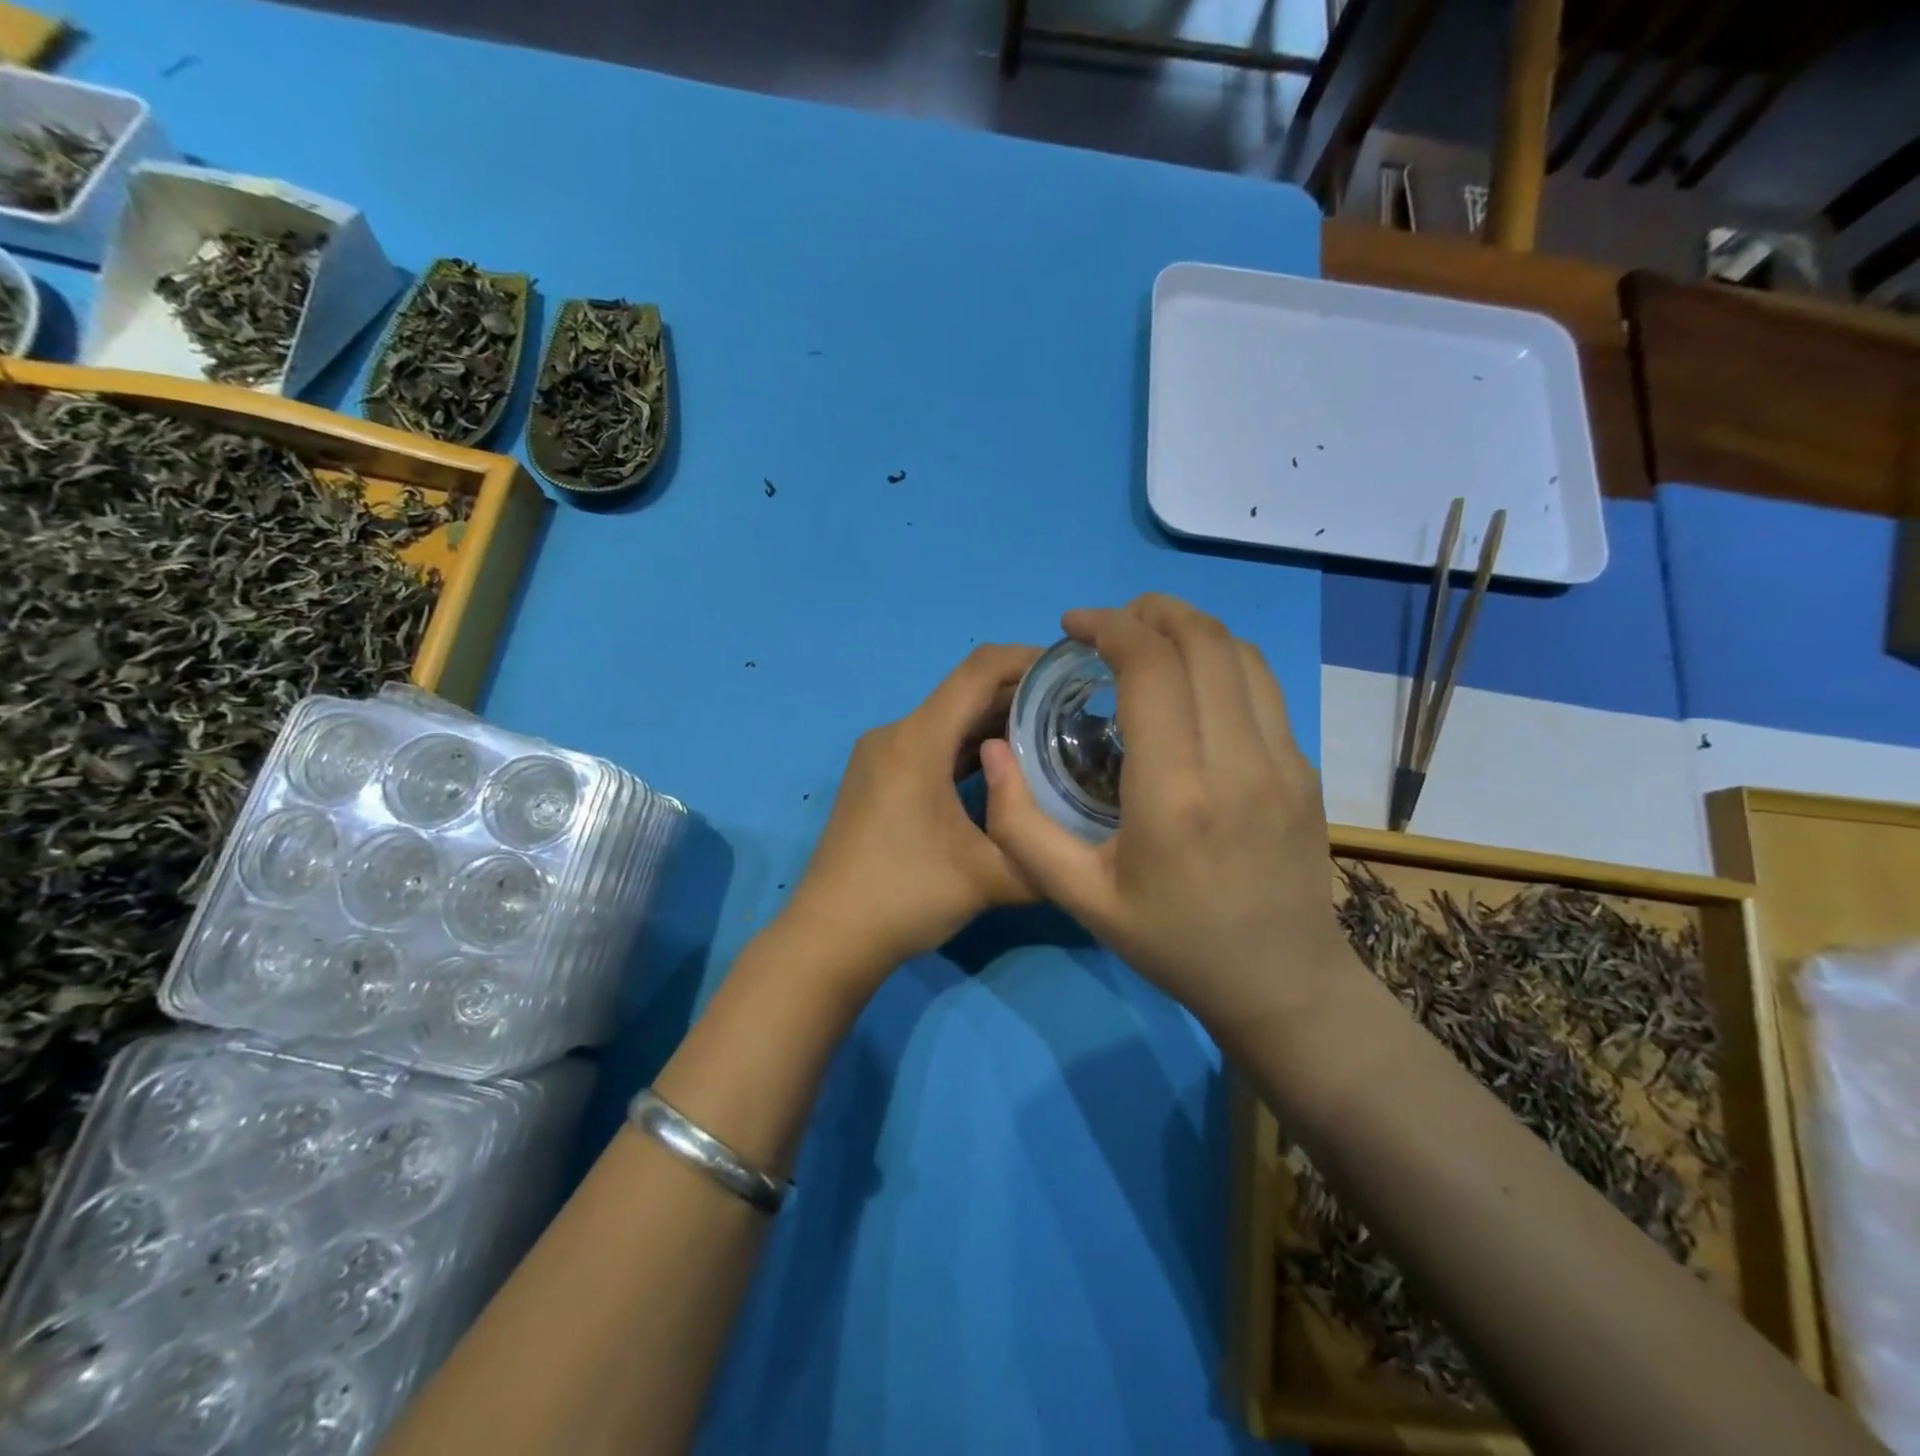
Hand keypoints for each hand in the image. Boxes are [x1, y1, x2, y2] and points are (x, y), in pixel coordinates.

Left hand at [785, 644, 1042, 986]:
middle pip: (964, 693)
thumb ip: (1045, 855)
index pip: (979, 670)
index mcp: (917, 740)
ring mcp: (880, 756)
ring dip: (995, 723)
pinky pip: (930, 745)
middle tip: (1076, 710)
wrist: (828, 937)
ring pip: (947, 721)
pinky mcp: (876, 779)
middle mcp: (895, 734)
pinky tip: (1003, 769)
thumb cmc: (904, 897)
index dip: (1028, 659)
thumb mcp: (988, 879)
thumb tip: (1086, 845)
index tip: (1072, 668)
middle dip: (1020, 695)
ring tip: (1050, 737)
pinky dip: (968, 748)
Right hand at [980, 595, 1353, 1038]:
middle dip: (1151, 612)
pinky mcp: (1305, 768)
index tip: (1074, 626)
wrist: (1280, 982)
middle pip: (1203, 641)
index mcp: (1174, 794)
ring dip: (1190, 628)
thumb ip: (1020, 825)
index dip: (1109, 627)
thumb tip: (993, 750)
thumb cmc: (1172, 942)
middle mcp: (1238, 763)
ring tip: (1148, 637)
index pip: (1150, 669)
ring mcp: (1284, 761)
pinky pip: (1264, 686)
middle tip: (1108, 623)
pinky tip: (1191, 682)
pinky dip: (1221, 660)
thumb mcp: (1078, 897)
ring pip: (1241, 654)